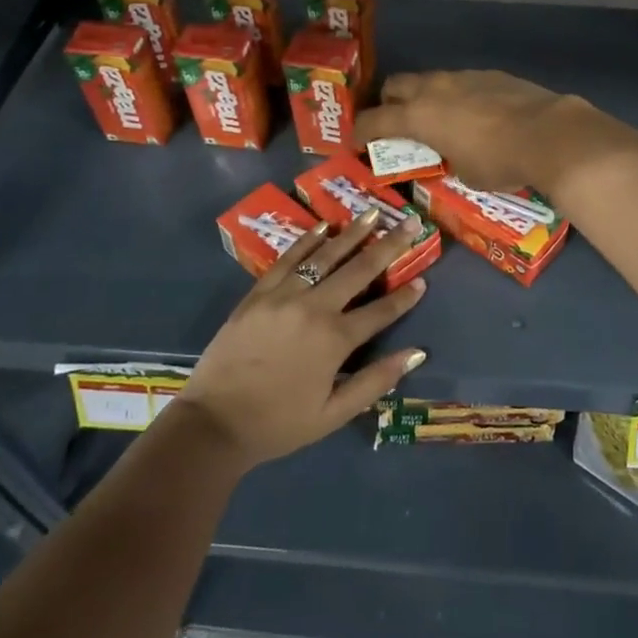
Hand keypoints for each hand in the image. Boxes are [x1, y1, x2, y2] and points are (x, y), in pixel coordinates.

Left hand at [176, 208, 429, 468]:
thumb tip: (417, 354)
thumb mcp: (333, 414)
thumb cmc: (278, 424)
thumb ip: (376, 381)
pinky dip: (308, 240)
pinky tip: (324, 226)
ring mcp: (284, 295)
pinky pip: (288, 259)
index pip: (381, 310)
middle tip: (410, 222)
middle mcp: (314, 307)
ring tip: (372, 213)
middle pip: (359, 269)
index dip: (405, 296)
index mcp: (335, 339)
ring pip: (325, 255)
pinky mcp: (259, 293)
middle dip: (389, 245)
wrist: (214, 423)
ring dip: (352, 233)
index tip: (424, 279)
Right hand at [357, 70, 593, 189]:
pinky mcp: (490, 74)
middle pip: (395, 86)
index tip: (355, 143)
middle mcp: (434, 89)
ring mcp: (463, 76)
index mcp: (418, 115)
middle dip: (389, 103)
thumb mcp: (464, 173)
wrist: (549, 134)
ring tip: (439, 119)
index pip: (374, 120)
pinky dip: (458, 96)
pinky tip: (475, 114)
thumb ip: (448, 158)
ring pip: (430, 81)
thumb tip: (453, 153)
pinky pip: (461, 82)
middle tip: (396, 124)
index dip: (360, 132)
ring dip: (426, 97)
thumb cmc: (499, 161)